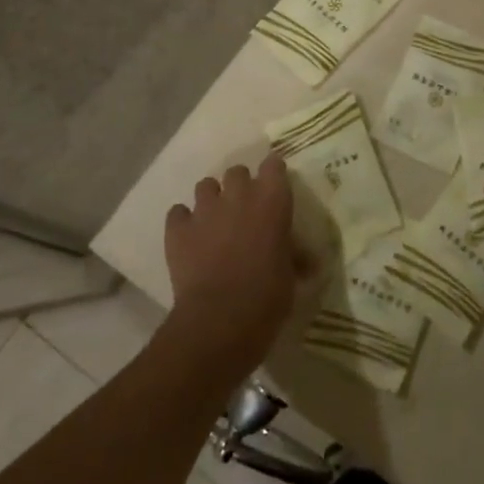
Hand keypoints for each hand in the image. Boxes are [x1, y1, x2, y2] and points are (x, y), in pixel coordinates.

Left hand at [164, 155, 305, 376]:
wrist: (220, 319)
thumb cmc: (267, 296)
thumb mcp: (291, 274)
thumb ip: (293, 256)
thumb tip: (306, 261)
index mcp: (272, 199)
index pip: (274, 164)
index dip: (273, 175)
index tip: (274, 188)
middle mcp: (239, 194)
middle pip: (237, 171)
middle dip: (240, 187)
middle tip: (243, 211)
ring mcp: (205, 209)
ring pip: (205, 186)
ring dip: (211, 200)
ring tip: (214, 223)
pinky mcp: (177, 229)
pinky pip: (177, 213)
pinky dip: (183, 222)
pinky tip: (188, 239)